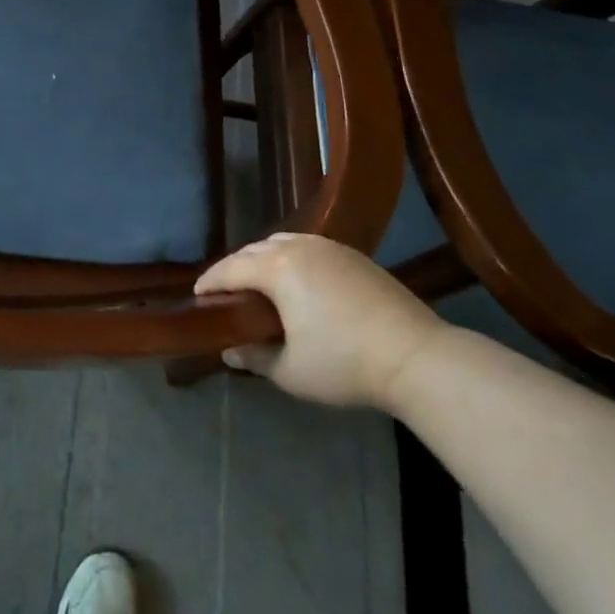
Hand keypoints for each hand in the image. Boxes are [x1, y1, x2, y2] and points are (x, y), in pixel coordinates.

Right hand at [194, 232, 442, 409]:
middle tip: (226, 294)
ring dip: (263, 259)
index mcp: (277, 268)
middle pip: (254, 250)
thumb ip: (254, 357)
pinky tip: (297, 282)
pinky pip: (307, 247)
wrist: (416, 355)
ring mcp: (329, 247)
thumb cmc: (344, 363)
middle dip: (235, 268)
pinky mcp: (353, 254)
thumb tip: (229, 349)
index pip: (231, 268)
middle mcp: (299, 247)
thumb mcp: (290, 371)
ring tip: (259, 285)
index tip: (197, 296)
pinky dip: (290, 258)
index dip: (210, 282)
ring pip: (282, 242)